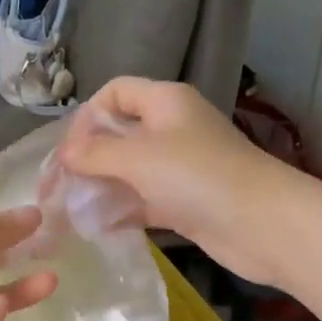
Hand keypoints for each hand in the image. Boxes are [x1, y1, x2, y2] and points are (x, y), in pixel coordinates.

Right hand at [57, 78, 307, 286]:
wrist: (262, 224)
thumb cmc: (198, 177)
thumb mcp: (138, 157)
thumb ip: (96, 153)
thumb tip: (66, 153)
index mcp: (165, 102)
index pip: (115, 92)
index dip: (87, 115)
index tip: (69, 151)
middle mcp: (172, 129)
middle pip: (120, 133)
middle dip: (89, 157)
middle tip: (60, 187)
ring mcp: (180, 169)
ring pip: (130, 171)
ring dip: (102, 187)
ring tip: (72, 211)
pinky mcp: (186, 203)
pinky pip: (144, 201)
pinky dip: (122, 211)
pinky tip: (98, 228)